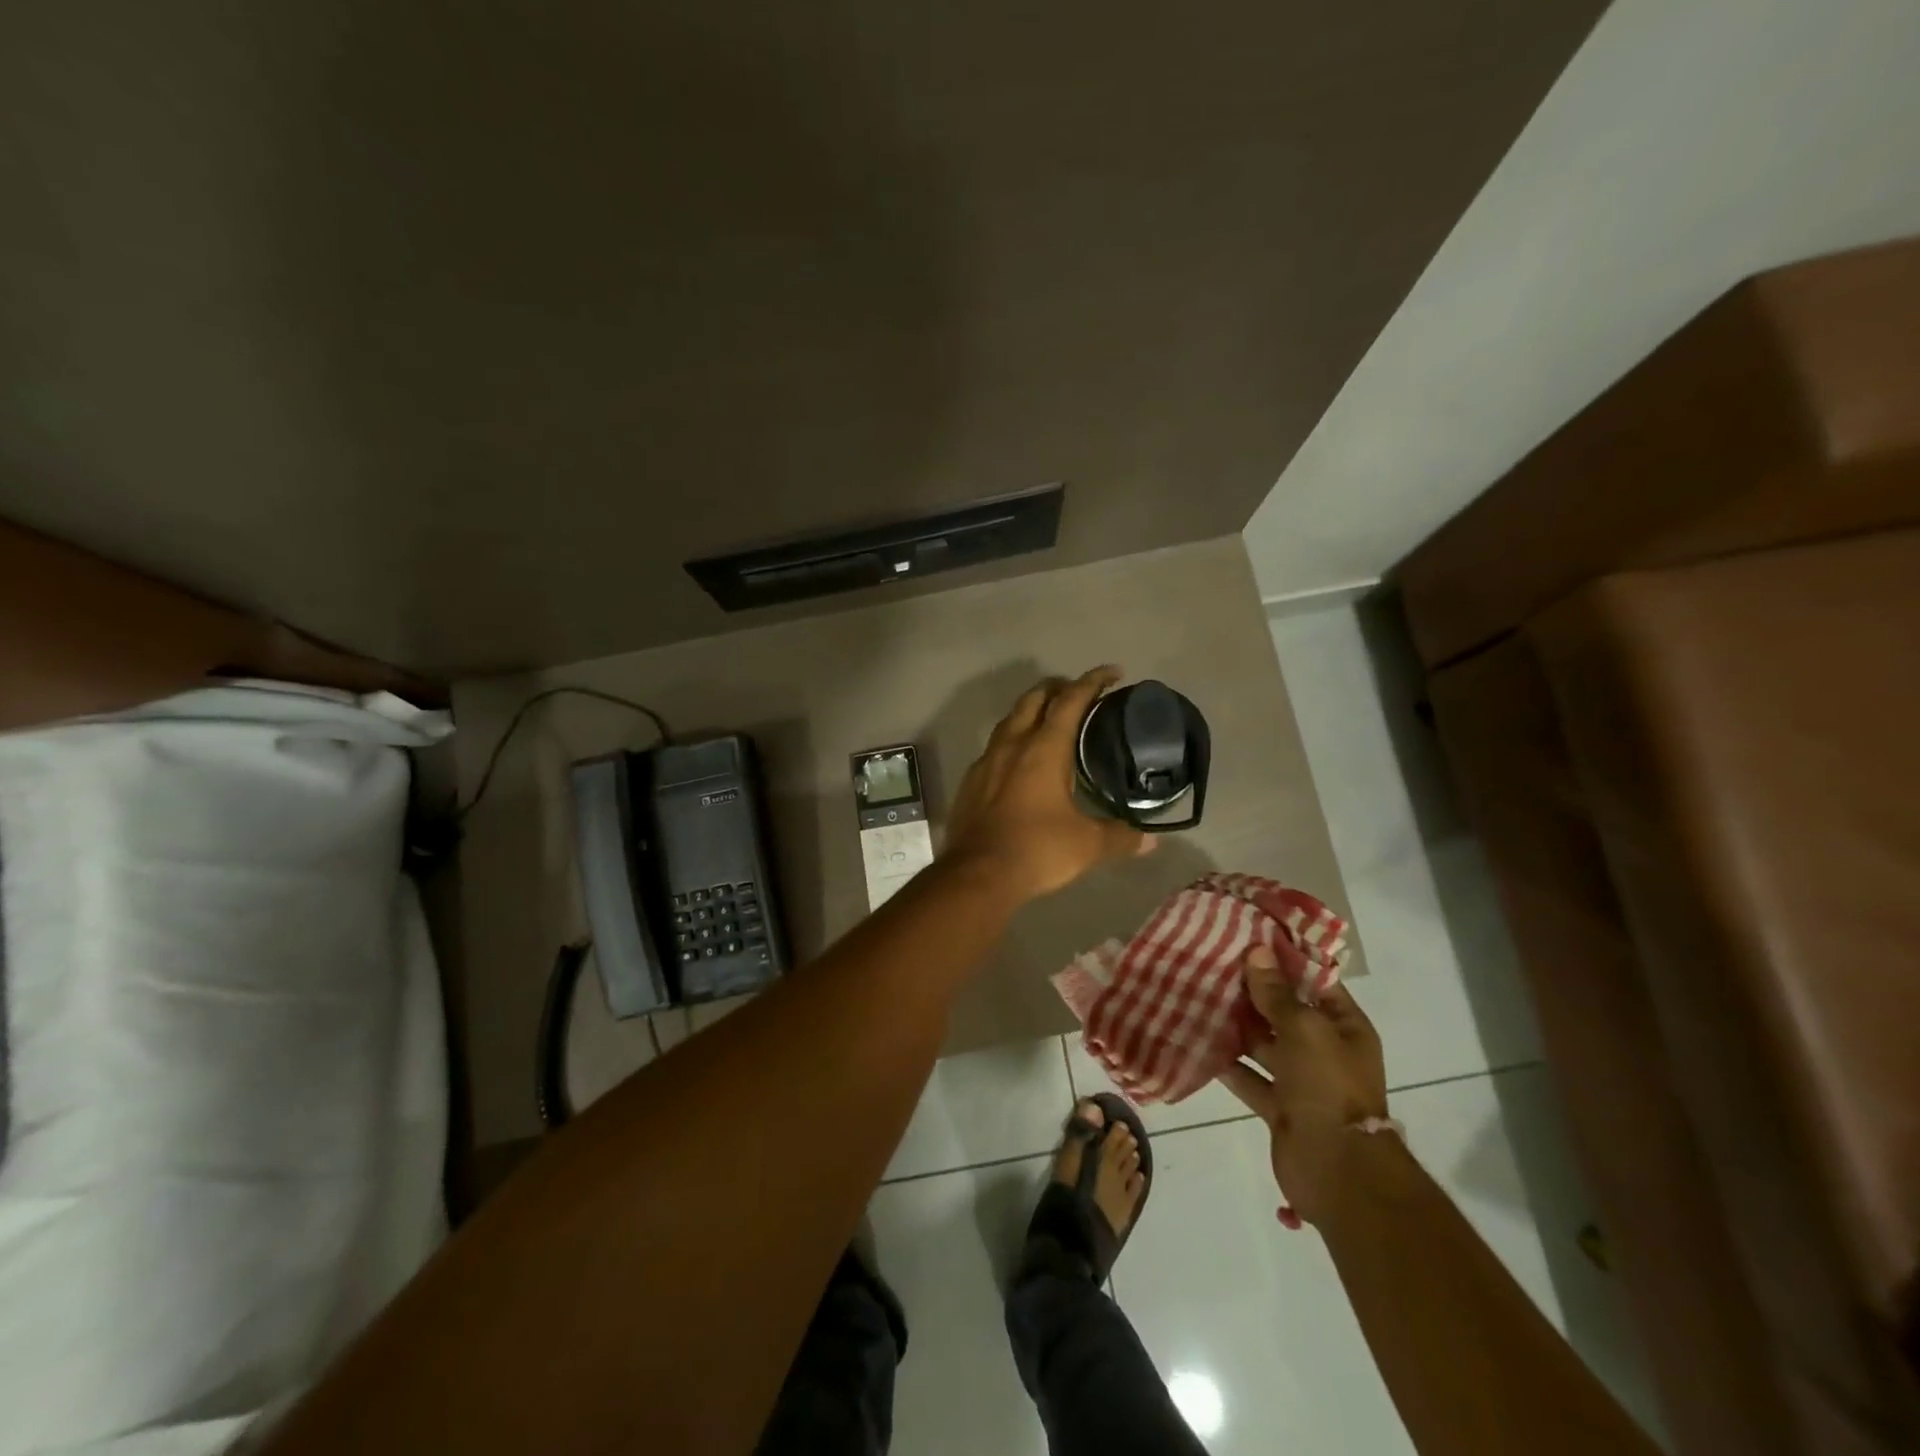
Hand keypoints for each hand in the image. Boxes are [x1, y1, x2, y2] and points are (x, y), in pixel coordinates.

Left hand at [941, 667, 1151, 902]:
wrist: (977, 873)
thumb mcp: (1087, 845)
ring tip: (1049, 720)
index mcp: (1044, 748)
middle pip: (1034, 699)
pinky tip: (1019, 761)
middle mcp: (1013, 744)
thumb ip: (1120, 837)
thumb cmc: (1037, 850)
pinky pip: (994, 747)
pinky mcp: (971, 781)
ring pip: (1010, 720)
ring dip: (1031, 711)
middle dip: (1058, 688)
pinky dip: (1012, 740)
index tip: (1112, 672)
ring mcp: (987, 761)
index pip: (1071, 700)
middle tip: (1079, 693)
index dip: (1092, 681)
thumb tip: (1150, 841)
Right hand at [1218, 946, 1389, 1225]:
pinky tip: (1199, 1040)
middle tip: (1214, 963)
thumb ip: (1277, 993)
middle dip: (1253, 992)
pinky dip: (1228, 1063)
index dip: (1285, 960)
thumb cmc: (1328, 1087)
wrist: (1338, 1171)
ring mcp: (1302, 1081)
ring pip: (1264, 1044)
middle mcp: (1325, 1050)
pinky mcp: (1280, 1107)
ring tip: (1200, 995)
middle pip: (1285, 1012)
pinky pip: (1250, 1077)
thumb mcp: (1304, 1030)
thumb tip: (1257, 952)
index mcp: (1344, 1028)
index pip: (1315, 982)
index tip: (1249, 937)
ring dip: (1237, 1026)